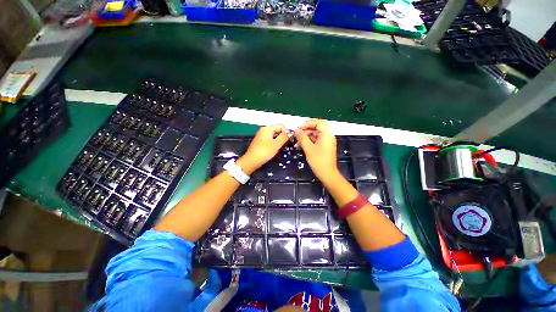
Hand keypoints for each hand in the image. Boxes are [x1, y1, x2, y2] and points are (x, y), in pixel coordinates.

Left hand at [237, 124, 289, 174]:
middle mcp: (264, 130)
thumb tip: (290, 133)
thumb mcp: (276, 144)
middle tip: (287, 144)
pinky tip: (276, 148)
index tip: (290, 140)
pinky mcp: (260, 142)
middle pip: (277, 130)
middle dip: (283, 136)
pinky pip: (270, 139)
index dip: (286, 132)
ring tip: (282, 147)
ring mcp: (261, 136)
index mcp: (267, 129)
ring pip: (274, 135)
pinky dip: (274, 142)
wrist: (251, 161)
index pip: (280, 126)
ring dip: (279, 140)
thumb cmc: (264, 152)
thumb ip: (284, 137)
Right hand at [293, 119, 339, 184]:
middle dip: (305, 131)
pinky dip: (308, 142)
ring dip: (305, 137)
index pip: (318, 122)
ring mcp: (326, 142)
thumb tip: (296, 130)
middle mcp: (328, 137)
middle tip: (296, 135)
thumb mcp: (308, 148)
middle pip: (316, 128)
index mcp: (327, 135)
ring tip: (296, 142)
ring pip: (315, 135)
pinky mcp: (324, 147)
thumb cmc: (319, 161)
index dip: (308, 123)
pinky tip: (300, 146)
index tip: (299, 128)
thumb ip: (302, 137)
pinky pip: (315, 140)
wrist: (327, 174)